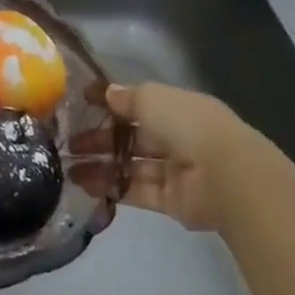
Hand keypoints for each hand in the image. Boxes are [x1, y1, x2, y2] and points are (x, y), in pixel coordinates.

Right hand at [70, 82, 248, 234]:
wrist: (226, 176)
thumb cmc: (187, 124)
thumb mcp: (151, 98)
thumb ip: (126, 98)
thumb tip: (107, 93)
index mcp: (175, 107)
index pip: (137, 104)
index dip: (110, 104)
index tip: (82, 105)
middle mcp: (175, 137)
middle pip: (131, 137)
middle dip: (99, 139)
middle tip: (68, 144)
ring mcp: (174, 170)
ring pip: (131, 166)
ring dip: (100, 166)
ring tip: (68, 169)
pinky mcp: (172, 201)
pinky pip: (137, 191)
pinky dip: (113, 187)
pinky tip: (86, 186)